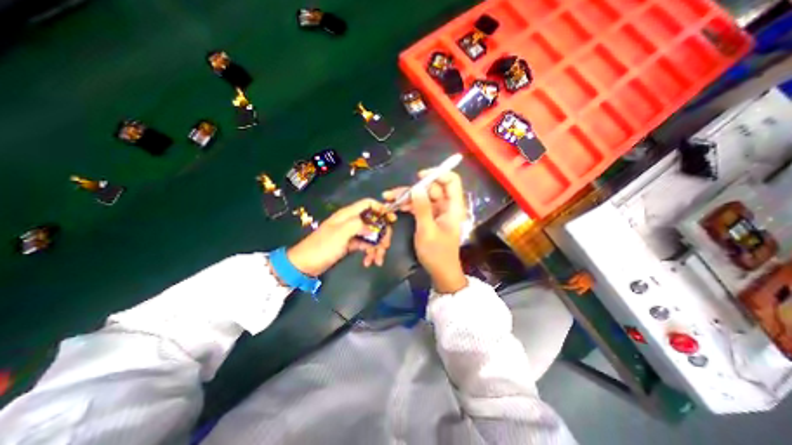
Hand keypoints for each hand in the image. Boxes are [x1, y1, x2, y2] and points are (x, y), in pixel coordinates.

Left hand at [287, 199, 394, 275]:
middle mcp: (352, 221)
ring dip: (377, 247)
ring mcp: (352, 233)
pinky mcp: (351, 244)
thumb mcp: (341, 233)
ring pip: (371, 235)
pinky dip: (370, 252)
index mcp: (348, 214)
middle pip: (374, 222)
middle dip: (382, 234)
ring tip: (377, 260)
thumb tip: (374, 227)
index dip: (381, 208)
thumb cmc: (322, 246)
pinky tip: (369, 262)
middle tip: (385, 247)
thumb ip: (359, 225)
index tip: (391, 219)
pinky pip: (366, 245)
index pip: (368, 204)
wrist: (306, 264)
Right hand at [386, 172, 465, 292]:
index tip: (419, 177)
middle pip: (433, 188)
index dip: (437, 174)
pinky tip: (397, 207)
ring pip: (424, 197)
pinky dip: (410, 205)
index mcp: (453, 207)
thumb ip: (422, 208)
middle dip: (414, 189)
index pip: (451, 181)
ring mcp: (439, 212)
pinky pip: (421, 206)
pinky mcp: (432, 218)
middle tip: (393, 194)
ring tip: (389, 199)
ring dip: (408, 197)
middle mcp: (447, 206)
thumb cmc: (436, 253)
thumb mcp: (427, 230)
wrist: (441, 272)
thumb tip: (417, 187)